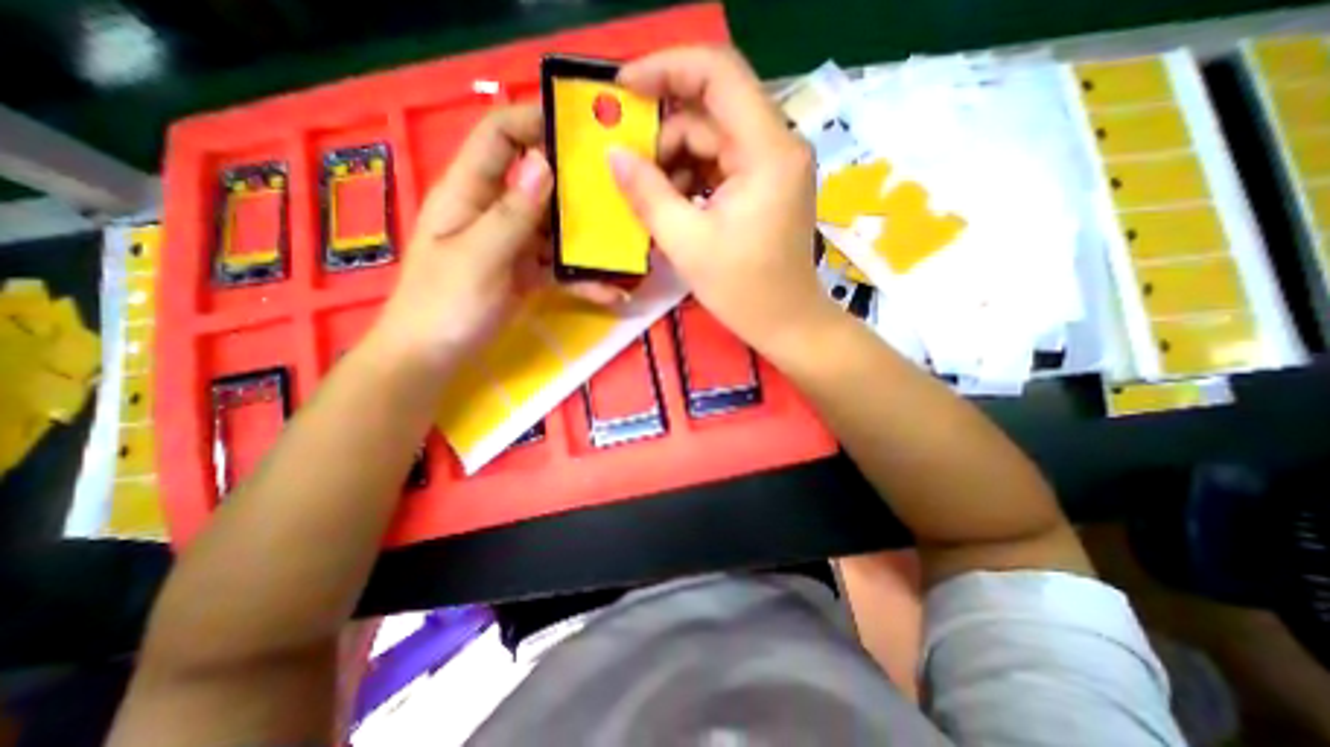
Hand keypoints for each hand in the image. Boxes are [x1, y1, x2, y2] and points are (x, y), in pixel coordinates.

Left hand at [373, 102, 623, 368]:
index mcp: (470, 192)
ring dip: (590, 237)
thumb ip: (511, 214)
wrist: (435, 356)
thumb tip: (544, 164)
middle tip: (621, 185)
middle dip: (577, 182)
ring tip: (630, 241)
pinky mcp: (529, 274)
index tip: (580, 126)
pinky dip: (586, 280)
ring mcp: (515, 245)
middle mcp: (496, 210)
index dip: (533, 121)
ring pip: (557, 228)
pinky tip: (615, 293)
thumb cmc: (445, 303)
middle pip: (539, 182)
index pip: (499, 137)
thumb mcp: (478, 257)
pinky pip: (561, 269)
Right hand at [608, 48, 832, 354]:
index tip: (622, 89)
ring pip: (712, 140)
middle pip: (710, 111)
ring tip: (650, 199)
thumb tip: (613, 155)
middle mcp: (777, 145)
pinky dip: (691, 178)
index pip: (718, 73)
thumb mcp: (687, 244)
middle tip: (629, 169)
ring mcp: (773, 166)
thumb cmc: (744, 291)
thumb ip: (647, 194)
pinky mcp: (765, 185)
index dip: (665, 68)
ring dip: (674, 162)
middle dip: (664, 134)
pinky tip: (673, 206)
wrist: (787, 323)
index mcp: (767, 151)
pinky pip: (720, 164)